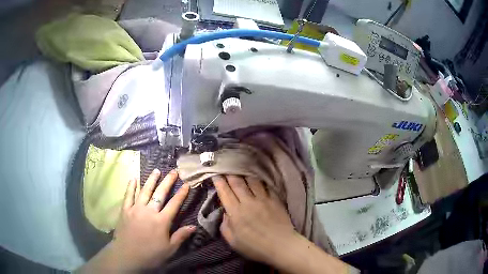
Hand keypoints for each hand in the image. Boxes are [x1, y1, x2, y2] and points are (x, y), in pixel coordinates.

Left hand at [78, 169, 195, 272]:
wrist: (127, 256)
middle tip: (174, 171)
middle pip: (160, 193)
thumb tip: (193, 227)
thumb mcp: (170, 249)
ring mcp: (135, 209)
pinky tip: (133, 179)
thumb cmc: (151, 254)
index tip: (187, 183)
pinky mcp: (125, 210)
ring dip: (151, 180)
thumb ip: (180, 236)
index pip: (174, 204)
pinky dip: (131, 186)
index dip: (181, 194)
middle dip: (168, 181)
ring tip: (157, 170)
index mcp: (161, 221)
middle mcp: (149, 211)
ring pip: (144, 191)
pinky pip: (128, 195)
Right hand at [212, 175, 297, 265]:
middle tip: (226, 167)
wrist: (281, 246)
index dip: (219, 182)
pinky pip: (266, 186)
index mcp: (236, 212)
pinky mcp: (275, 199)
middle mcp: (248, 202)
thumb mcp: (233, 242)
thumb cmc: (255, 247)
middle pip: (237, 183)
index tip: (215, 174)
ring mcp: (263, 199)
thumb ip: (225, 226)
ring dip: (245, 174)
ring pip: (252, 181)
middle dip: (230, 174)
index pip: (225, 192)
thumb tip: (225, 213)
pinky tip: (258, 177)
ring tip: (241, 169)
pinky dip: (260, 180)